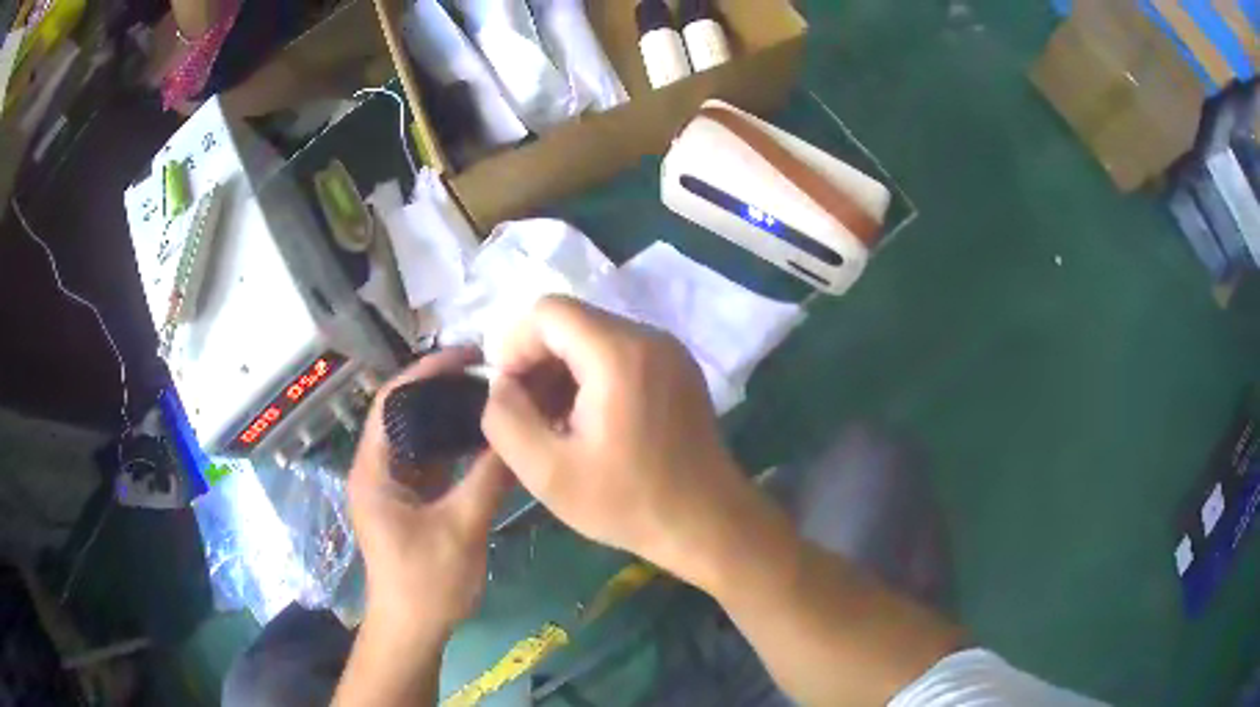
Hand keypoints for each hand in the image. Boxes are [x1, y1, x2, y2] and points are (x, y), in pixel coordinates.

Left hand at [348, 348, 509, 645]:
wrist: (412, 629)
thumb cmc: (427, 582)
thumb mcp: (461, 528)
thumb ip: (488, 478)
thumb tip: (516, 433)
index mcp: (374, 469)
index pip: (392, 400)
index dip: (427, 372)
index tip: (470, 357)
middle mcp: (376, 469)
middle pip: (405, 413)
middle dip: (442, 390)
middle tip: (488, 376)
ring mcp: (391, 486)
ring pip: (418, 437)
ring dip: (449, 418)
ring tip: (489, 401)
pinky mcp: (407, 501)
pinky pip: (429, 461)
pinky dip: (453, 447)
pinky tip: (483, 441)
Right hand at [481, 297, 754, 585]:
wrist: (708, 524)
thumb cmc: (629, 502)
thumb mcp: (547, 472)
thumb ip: (505, 418)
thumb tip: (502, 386)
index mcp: (618, 353)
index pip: (548, 311)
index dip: (515, 345)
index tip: (507, 393)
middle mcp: (649, 337)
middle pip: (572, 321)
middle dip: (538, 360)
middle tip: (527, 414)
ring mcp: (670, 351)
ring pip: (595, 336)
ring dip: (563, 370)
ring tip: (555, 423)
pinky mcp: (678, 369)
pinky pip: (621, 353)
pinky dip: (592, 376)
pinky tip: (588, 421)